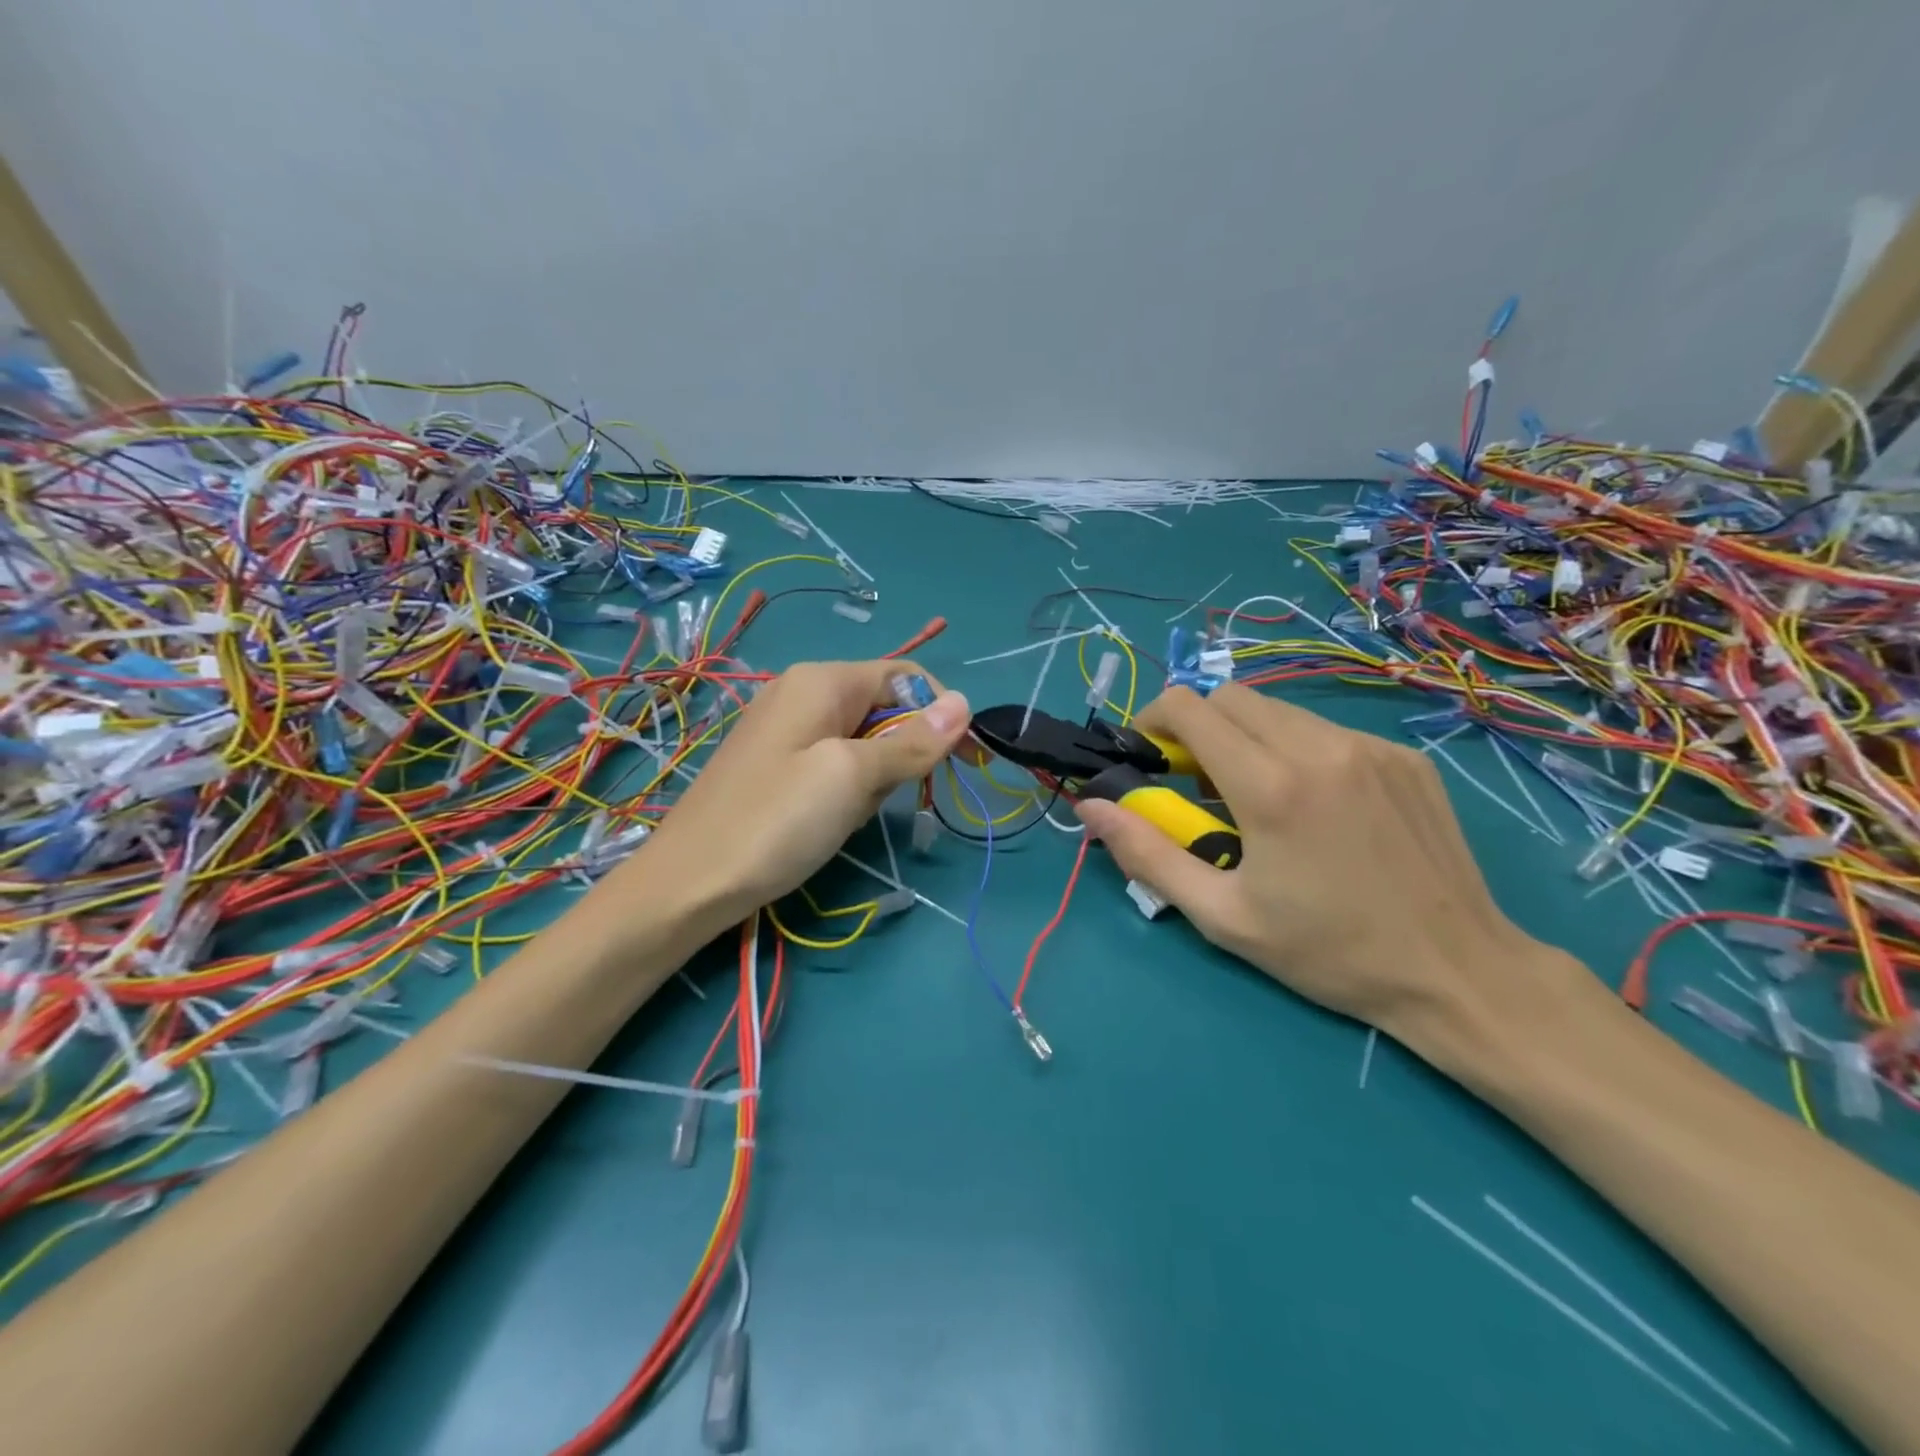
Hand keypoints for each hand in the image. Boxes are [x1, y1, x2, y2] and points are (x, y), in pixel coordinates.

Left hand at [620, 660, 968, 928]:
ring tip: (848, 814)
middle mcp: (803, 691)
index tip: (964, 763)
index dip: (942, 712)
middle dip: (902, 751)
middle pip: (884, 707)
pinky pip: (834, 762)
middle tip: (887, 798)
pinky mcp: (777, 762)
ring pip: (863, 740)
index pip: (906, 676)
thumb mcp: (853, 778)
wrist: (689, 883)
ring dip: (874, 777)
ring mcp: (786, 728)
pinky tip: (828, 820)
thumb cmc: (777, 821)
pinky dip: (847, 788)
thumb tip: (965, 703)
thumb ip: (913, 741)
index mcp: (822, 679)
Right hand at [1074, 684, 1568, 1038]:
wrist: (1458, 972)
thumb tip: (1090, 806)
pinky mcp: (1404, 756)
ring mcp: (1370, 747)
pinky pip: (1327, 730)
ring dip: (1248, 737)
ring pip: (1280, 709)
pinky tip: (1316, 804)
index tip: (1152, 755)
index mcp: (1271, 787)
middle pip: (1231, 696)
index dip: (1155, 718)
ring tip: (1257, 794)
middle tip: (1199, 781)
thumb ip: (1148, 854)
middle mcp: (1319, 749)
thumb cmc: (1328, 952)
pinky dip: (1298, 749)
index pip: (1190, 707)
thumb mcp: (1222, 916)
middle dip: (1199, 726)